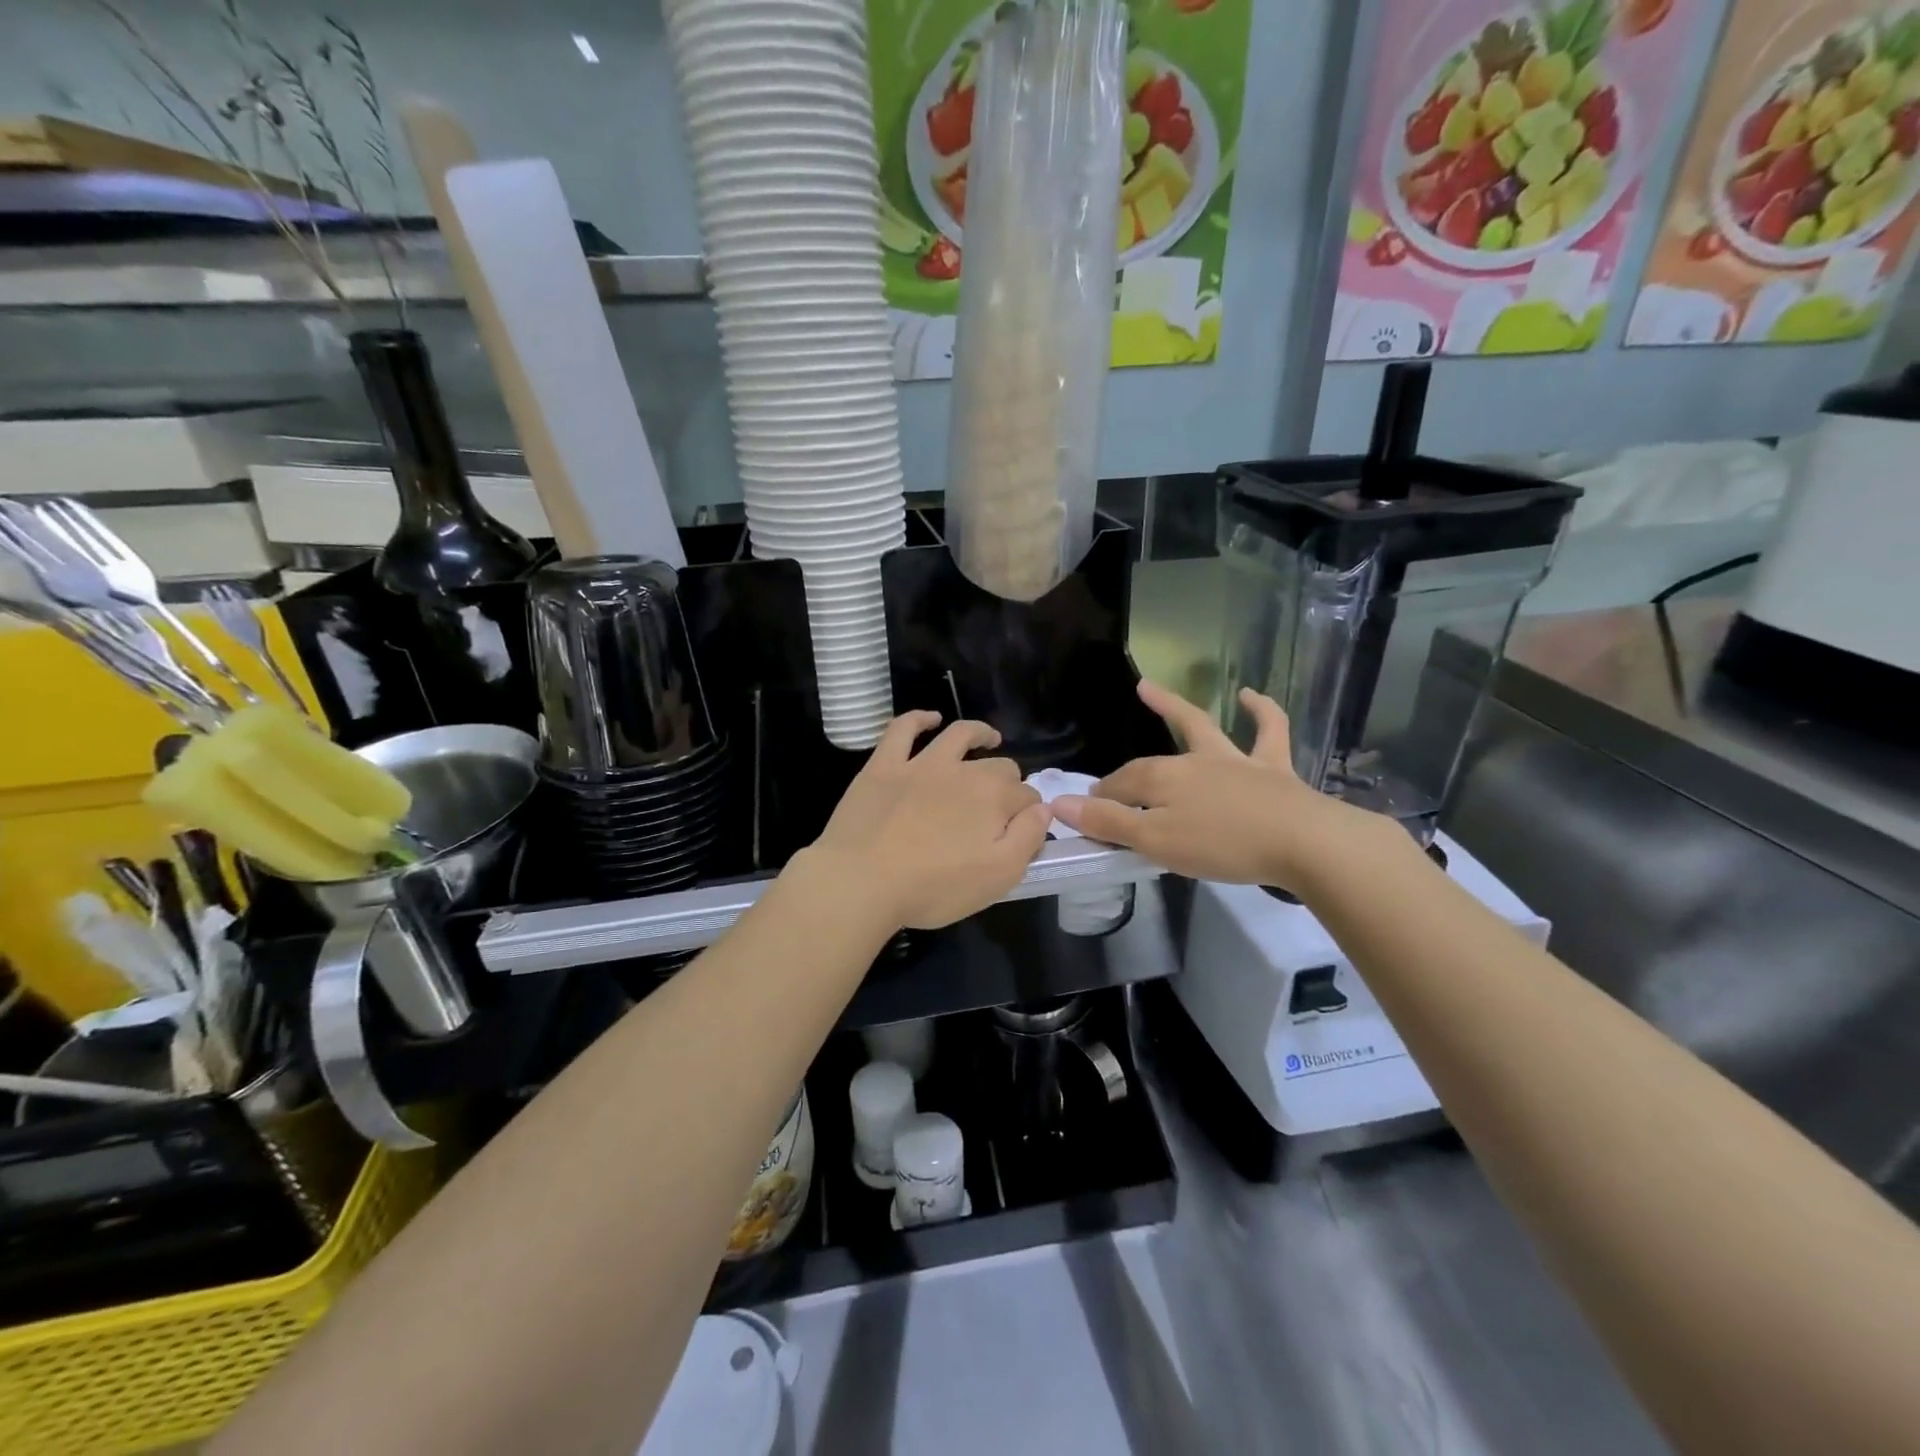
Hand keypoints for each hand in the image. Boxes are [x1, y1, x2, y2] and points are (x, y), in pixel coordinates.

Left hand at [805, 712, 1051, 930]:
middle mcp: (963, 771)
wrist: (861, 881)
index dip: (1029, 813)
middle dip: (1008, 779)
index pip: (1027, 797)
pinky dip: (919, 718)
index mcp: (994, 798)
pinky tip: (929, 718)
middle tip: (1001, 801)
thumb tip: (1043, 809)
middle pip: (998, 766)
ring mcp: (921, 764)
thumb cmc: (933, 888)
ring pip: (958, 735)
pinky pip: (903, 729)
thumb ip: (1027, 839)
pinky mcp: (884, 765)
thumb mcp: (998, 877)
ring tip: (988, 737)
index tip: (1021, 830)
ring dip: (979, 733)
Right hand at [1053, 681, 1374, 891]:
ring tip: (1149, 690)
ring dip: (1173, 709)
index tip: (1090, 821)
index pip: (1120, 788)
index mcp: (1163, 780)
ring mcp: (1235, 761)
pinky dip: (1261, 711)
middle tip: (1107, 784)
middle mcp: (1194, 762)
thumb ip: (1108, 823)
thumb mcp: (1156, 842)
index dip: (1102, 804)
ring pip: (1201, 728)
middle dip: (1125, 774)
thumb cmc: (1222, 845)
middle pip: (1150, 764)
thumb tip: (1060, 805)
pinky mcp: (1273, 769)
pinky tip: (1251, 696)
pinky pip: (1269, 731)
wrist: (1303, 842)